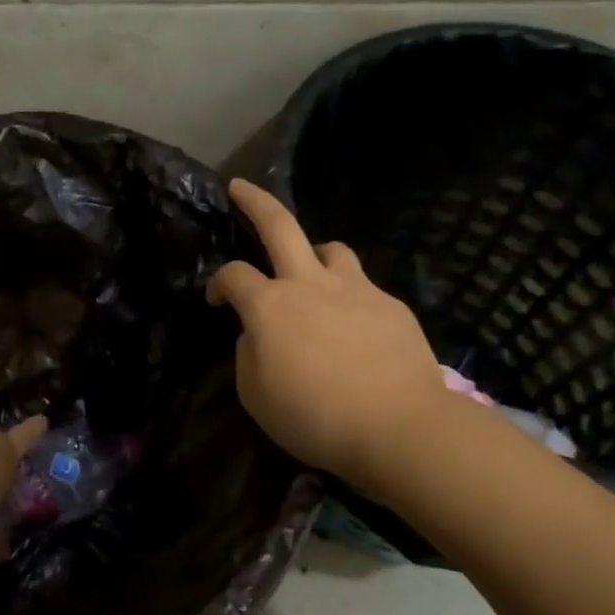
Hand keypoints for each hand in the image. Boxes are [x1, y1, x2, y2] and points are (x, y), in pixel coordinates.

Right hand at [210, 180, 447, 491]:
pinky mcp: (390, 305)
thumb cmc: (316, 418)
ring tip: (313, 275)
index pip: (233, 275)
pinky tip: (356, 331)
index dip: (217, 282)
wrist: (398, 427)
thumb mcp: (257, 397)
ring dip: (314, 254)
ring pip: (331, 249)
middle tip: (240, 188)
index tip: (215, 299)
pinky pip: (364, 289)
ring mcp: (356, 289)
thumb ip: (249, 356)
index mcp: (270, 306)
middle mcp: (310, 284)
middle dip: (255, 201)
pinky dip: (350, 299)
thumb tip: (257, 336)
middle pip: (280, 225)